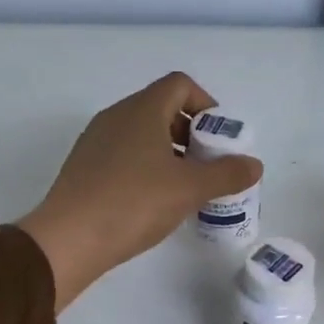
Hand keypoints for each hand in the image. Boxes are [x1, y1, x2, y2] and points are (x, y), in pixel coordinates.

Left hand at [18, 72, 262, 309]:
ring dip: (170, 152)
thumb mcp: (190, 189)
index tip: (219, 138)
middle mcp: (117, 116)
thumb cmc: (134, 202)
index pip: (180, 85)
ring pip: (142, 134)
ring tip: (185, 187)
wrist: (69, 239)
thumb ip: (227, 174)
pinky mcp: (84, 167)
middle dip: (191, 132)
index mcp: (142, 110)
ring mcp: (96, 141)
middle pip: (162, 108)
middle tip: (208, 165)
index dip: (206, 104)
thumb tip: (254, 165)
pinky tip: (154, 201)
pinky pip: (124, 154)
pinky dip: (146, 166)